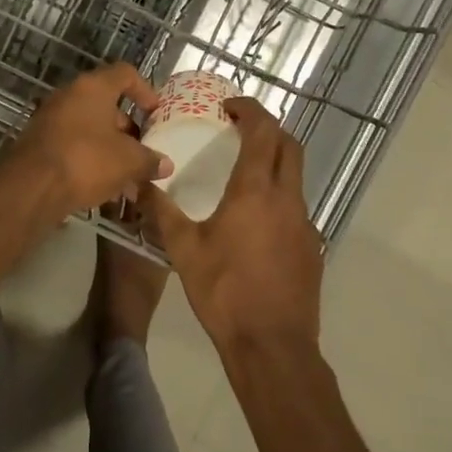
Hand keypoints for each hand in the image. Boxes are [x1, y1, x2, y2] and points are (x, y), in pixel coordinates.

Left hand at [0, 64, 165, 220]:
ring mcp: (51, 120)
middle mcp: (69, 96)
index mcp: (93, 88)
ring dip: (112, 150)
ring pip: (91, 130)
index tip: (156, 113)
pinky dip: (91, 162)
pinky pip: (74, 147)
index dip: (145, 90)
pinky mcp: (40, 144)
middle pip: (107, 105)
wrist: (30, 188)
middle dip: (129, 130)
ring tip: (130, 180)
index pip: (125, 74)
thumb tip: (165, 164)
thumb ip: (150, 160)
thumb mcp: (128, 161)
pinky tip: (105, 190)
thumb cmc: (86, 160)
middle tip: (144, 152)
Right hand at [144, 98, 322, 360]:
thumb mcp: (184, 249)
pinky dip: (278, 195)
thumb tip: (139, 183)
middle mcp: (287, 198)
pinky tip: (254, 220)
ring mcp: (305, 223)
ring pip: (296, 176)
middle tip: (239, 129)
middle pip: (289, 145)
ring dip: (275, 162)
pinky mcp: (311, 246)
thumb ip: (162, 211)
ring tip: (243, 171)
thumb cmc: (224, 291)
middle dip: (268, 128)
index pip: (263, 131)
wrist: (272, 345)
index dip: (250, 110)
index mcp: (256, 191)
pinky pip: (296, 206)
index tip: (228, 106)